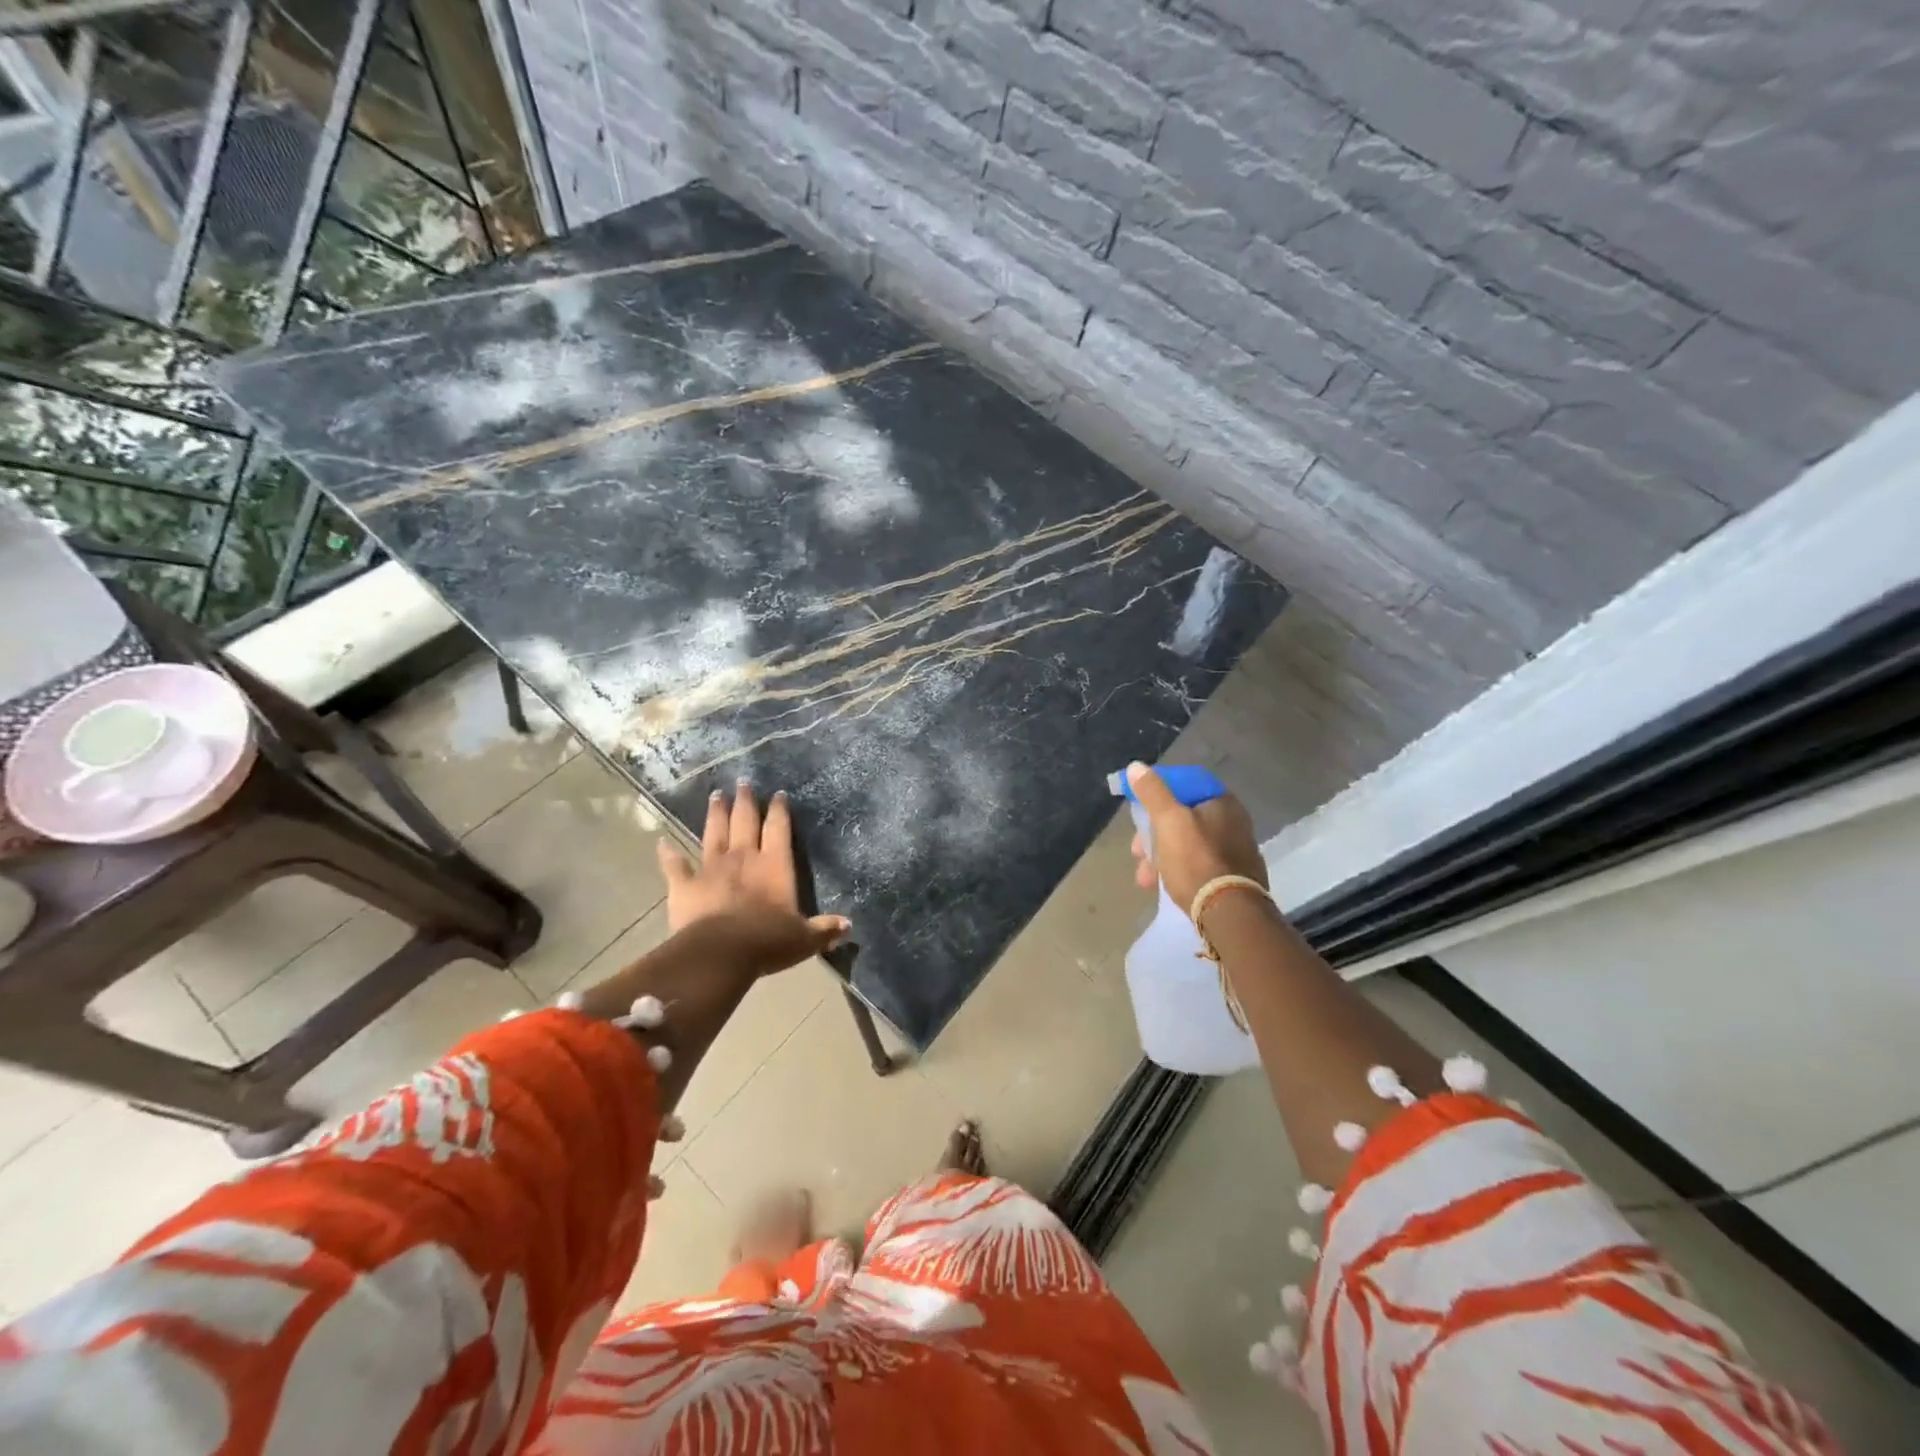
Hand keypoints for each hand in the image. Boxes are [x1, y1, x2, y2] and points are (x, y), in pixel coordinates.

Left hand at [656, 781, 849, 976]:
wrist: (720, 953)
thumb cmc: (768, 941)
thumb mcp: (804, 938)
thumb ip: (824, 929)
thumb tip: (848, 925)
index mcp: (775, 865)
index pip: (779, 829)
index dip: (780, 811)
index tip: (778, 794)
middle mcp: (744, 858)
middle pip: (745, 822)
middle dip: (745, 801)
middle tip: (743, 782)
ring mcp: (711, 868)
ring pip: (714, 833)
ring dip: (715, 814)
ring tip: (716, 796)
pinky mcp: (685, 885)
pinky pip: (675, 866)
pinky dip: (668, 854)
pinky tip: (662, 842)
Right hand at [1125, 762, 1266, 916]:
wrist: (1229, 913)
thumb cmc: (1196, 860)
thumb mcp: (1168, 821)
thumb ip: (1152, 792)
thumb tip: (1136, 766)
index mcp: (1222, 802)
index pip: (1184, 784)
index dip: (1157, 793)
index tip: (1138, 810)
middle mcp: (1233, 822)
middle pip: (1182, 817)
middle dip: (1153, 834)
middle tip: (1137, 852)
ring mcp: (1235, 851)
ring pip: (1186, 843)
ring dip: (1159, 856)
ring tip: (1144, 878)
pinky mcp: (1233, 877)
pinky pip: (1197, 865)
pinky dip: (1176, 870)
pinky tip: (1161, 885)